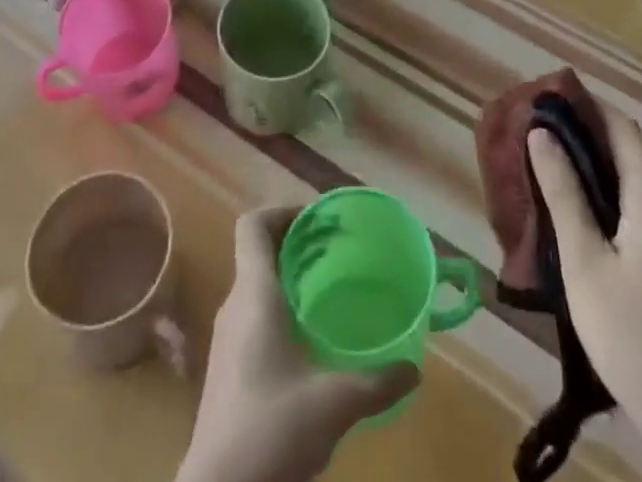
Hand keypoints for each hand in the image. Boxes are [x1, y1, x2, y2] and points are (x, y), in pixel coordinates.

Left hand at [177, 208, 418, 481]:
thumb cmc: (271, 430)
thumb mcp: (334, 404)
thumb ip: (377, 382)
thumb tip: (414, 368)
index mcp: (253, 295)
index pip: (254, 225)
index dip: (283, 212)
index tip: (319, 222)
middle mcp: (235, 306)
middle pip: (259, 252)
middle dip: (297, 244)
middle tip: (337, 251)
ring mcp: (227, 338)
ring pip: (256, 285)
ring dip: (289, 277)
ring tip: (329, 290)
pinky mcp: (228, 368)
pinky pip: (253, 315)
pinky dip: (281, 308)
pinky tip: (310, 338)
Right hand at [527, 108, 641, 481]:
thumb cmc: (635, 338)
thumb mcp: (585, 262)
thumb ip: (563, 193)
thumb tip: (541, 134)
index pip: (621, 127)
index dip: (585, 106)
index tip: (544, 100)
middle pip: (630, 151)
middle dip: (585, 135)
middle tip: (536, 136)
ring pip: (637, 182)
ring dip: (596, 167)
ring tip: (549, 170)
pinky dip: (612, 197)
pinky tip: (583, 217)